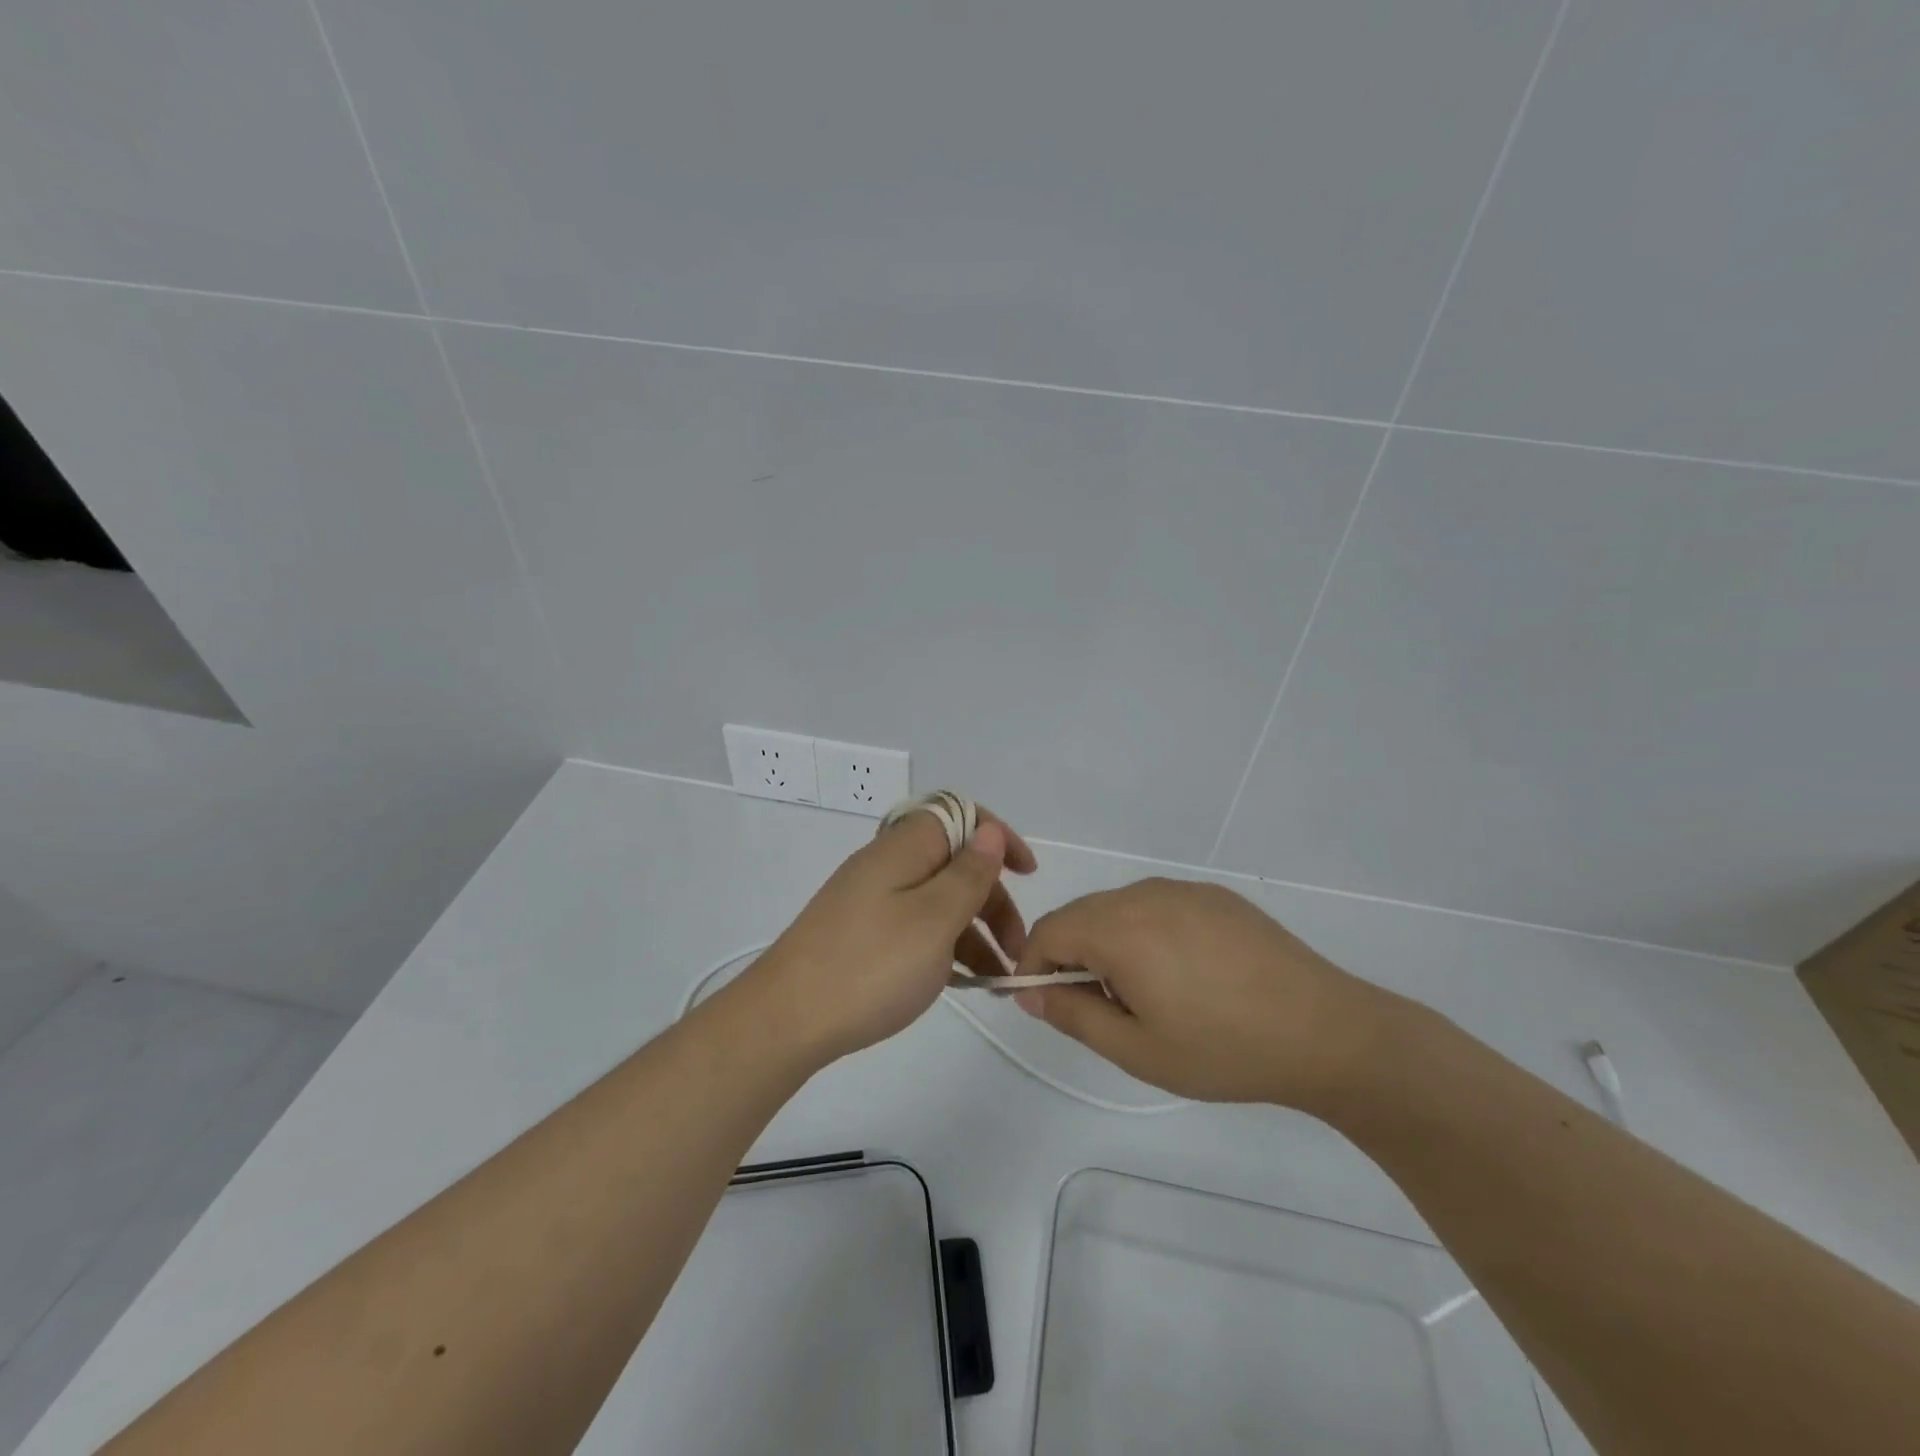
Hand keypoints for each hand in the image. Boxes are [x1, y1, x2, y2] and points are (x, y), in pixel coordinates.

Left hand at [739, 805, 1036, 1065]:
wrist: (786, 1020)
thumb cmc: (871, 966)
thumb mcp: (934, 919)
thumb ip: (968, 874)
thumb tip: (989, 831)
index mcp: (904, 848)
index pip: (960, 815)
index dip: (998, 836)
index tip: (1028, 873)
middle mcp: (887, 864)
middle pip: (954, 862)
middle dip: (993, 898)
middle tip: (1016, 948)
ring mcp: (871, 900)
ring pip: (938, 899)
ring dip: (975, 930)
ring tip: (998, 979)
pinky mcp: (862, 934)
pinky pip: (917, 926)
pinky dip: (945, 947)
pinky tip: (963, 983)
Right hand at [1012, 878, 1391, 1108]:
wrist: (1326, 1031)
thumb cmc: (1224, 1048)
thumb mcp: (1137, 1049)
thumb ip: (1073, 1015)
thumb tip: (1029, 992)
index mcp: (1119, 929)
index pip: (1048, 931)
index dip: (1032, 965)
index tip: (1042, 1002)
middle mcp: (1144, 894)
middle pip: (1080, 915)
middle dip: (1069, 955)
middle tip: (1095, 1007)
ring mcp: (1183, 890)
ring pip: (1117, 907)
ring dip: (1107, 942)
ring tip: (1142, 993)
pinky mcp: (1214, 895)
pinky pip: (1156, 904)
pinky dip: (1144, 931)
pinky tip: (1182, 972)